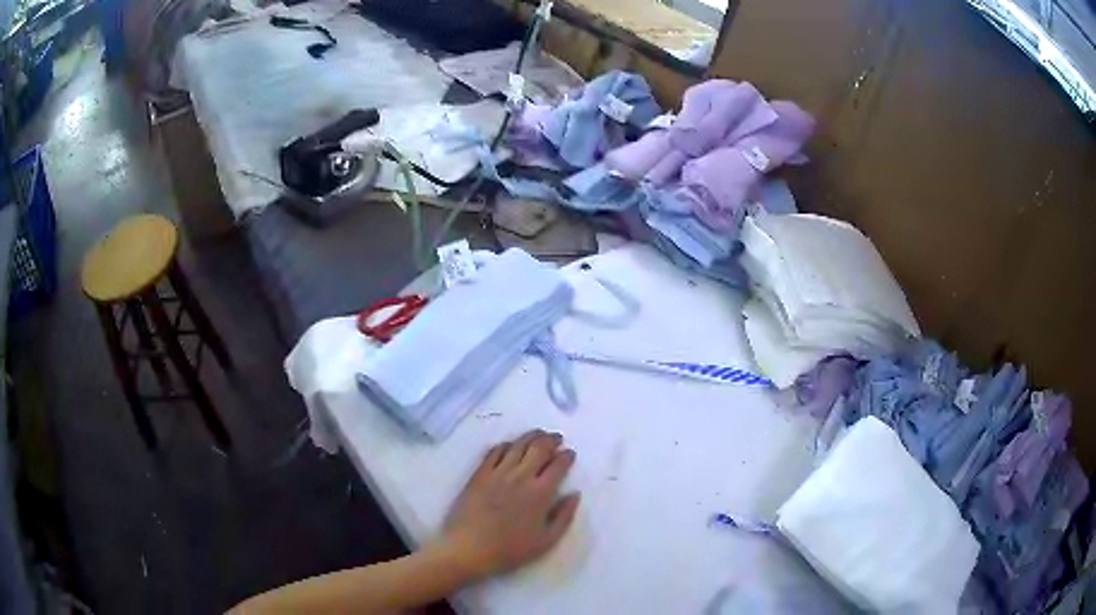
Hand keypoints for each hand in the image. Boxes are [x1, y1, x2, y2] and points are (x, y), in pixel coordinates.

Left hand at [436, 430, 580, 579]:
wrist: (469, 548)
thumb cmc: (510, 549)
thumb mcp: (546, 541)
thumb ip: (564, 516)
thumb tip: (575, 494)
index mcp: (540, 493)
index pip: (558, 466)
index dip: (566, 457)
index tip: (570, 453)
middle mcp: (521, 477)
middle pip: (539, 448)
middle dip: (551, 440)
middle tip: (557, 438)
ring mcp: (498, 473)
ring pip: (518, 445)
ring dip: (531, 436)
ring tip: (539, 434)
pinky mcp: (479, 474)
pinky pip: (494, 451)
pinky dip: (506, 444)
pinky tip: (510, 445)